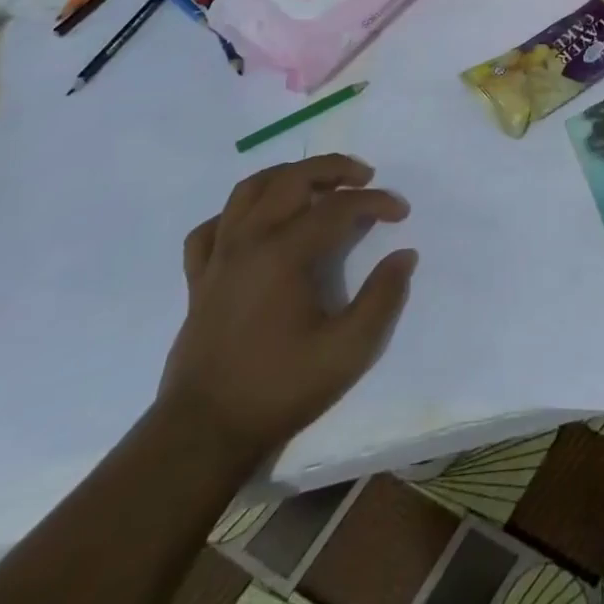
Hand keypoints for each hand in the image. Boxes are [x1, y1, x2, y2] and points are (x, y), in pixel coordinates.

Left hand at [156, 155, 415, 467]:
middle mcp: (248, 241)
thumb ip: (382, 297)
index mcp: (284, 253)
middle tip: (364, 177)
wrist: (203, 435)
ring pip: (248, 190)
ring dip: (287, 176)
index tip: (401, 213)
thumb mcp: (348, 350)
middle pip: (292, 179)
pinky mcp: (199, 280)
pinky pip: (212, 227)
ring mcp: (218, 258)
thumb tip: (404, 256)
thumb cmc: (279, 389)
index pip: (339, 207)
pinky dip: (237, 214)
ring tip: (315, 184)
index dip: (375, 202)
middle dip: (333, 168)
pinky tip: (256, 224)